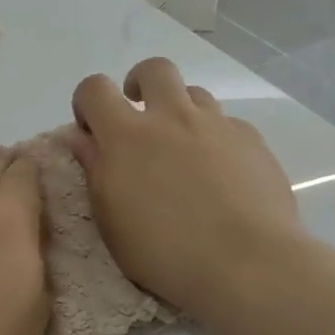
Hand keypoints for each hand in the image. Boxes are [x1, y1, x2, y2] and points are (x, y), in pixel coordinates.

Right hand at [67, 58, 307, 319]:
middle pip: (154, 69)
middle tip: (141, 119)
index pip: (94, 88)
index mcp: (126, 135)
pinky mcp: (252, 141)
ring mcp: (217, 125)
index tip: (91, 130)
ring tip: (182, 150)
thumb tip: (81, 137)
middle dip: (140, 84)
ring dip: (181, 112)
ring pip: (194, 94)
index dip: (87, 102)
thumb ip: (94, 169)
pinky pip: (227, 125)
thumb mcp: (110, 219)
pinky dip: (215, 139)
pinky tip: (221, 175)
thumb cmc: (165, 251)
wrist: (248, 264)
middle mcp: (171, 117)